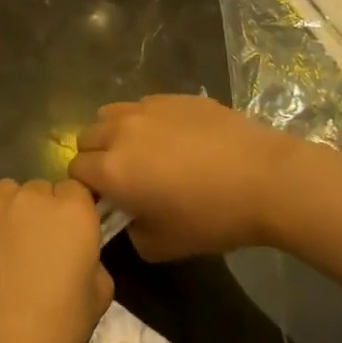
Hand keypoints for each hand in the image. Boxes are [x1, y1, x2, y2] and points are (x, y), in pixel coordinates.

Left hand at [0, 179, 112, 342]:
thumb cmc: (52, 330)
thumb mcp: (97, 302)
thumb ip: (94, 264)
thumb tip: (81, 257)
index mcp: (75, 212)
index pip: (77, 191)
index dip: (74, 214)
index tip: (69, 242)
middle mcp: (35, 195)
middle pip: (42, 189)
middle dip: (42, 213)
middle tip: (37, 251)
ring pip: (7, 190)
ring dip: (10, 209)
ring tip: (4, 246)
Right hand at [71, 95, 311, 260]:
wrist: (265, 178)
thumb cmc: (212, 217)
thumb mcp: (164, 246)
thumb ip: (132, 233)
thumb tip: (129, 220)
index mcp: (111, 170)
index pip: (76, 171)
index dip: (87, 188)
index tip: (109, 201)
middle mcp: (119, 132)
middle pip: (87, 138)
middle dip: (96, 158)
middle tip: (125, 178)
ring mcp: (146, 108)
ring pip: (109, 115)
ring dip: (114, 133)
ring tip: (142, 152)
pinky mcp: (172, 97)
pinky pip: (143, 106)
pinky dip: (145, 121)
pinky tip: (175, 139)